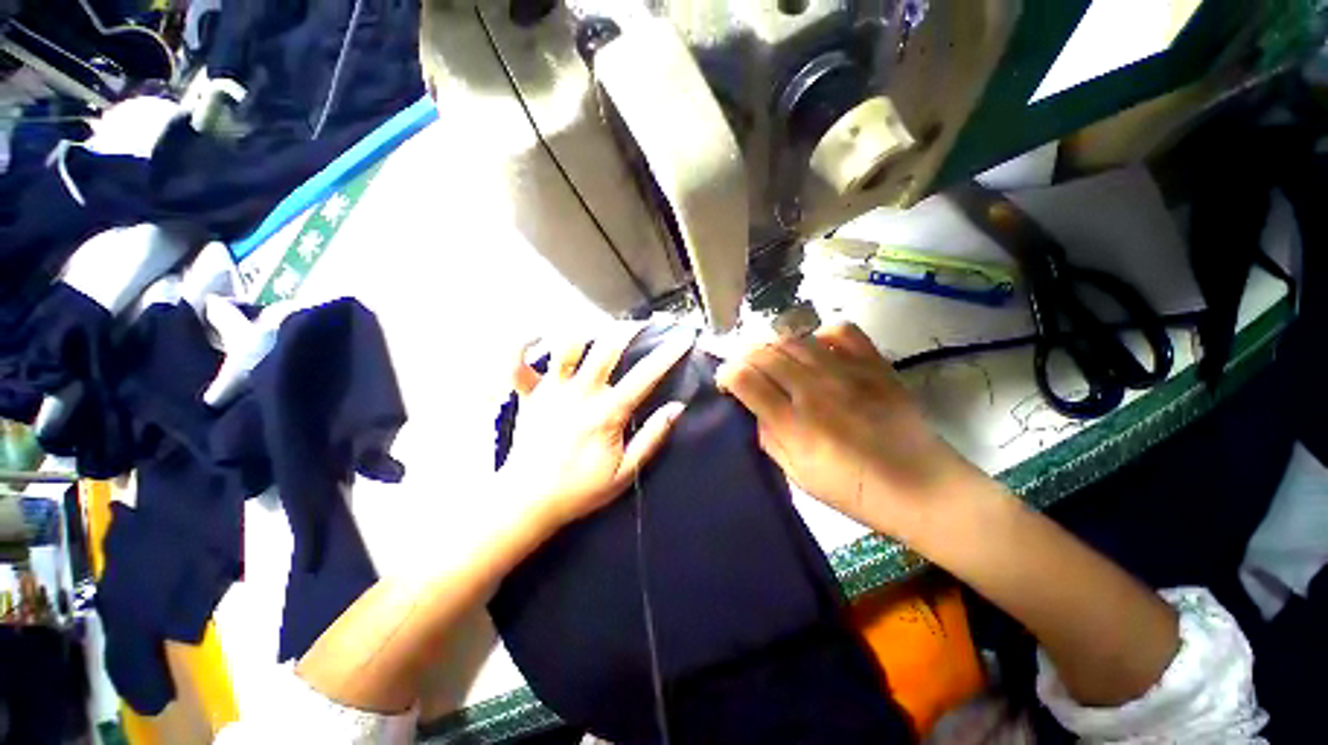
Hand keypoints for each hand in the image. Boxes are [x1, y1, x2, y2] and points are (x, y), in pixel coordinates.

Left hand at [502, 324, 693, 530]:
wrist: (528, 502)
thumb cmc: (580, 490)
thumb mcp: (625, 472)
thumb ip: (652, 438)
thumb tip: (677, 408)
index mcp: (607, 412)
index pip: (645, 376)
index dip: (668, 354)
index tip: (683, 336)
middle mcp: (581, 393)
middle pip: (607, 348)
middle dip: (628, 329)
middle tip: (642, 323)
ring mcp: (551, 390)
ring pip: (566, 346)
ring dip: (583, 331)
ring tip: (598, 327)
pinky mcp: (528, 395)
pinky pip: (517, 363)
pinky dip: (522, 345)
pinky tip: (536, 335)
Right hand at [715, 322, 978, 538]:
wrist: (922, 488)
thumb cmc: (854, 491)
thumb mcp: (797, 476)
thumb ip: (769, 438)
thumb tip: (755, 409)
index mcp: (794, 423)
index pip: (744, 378)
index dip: (726, 374)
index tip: (726, 384)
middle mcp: (815, 390)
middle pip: (764, 352)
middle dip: (745, 357)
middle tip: (747, 371)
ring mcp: (847, 372)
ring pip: (794, 338)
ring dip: (774, 346)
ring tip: (777, 362)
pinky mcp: (874, 364)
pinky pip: (840, 330)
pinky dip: (820, 335)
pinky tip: (818, 351)